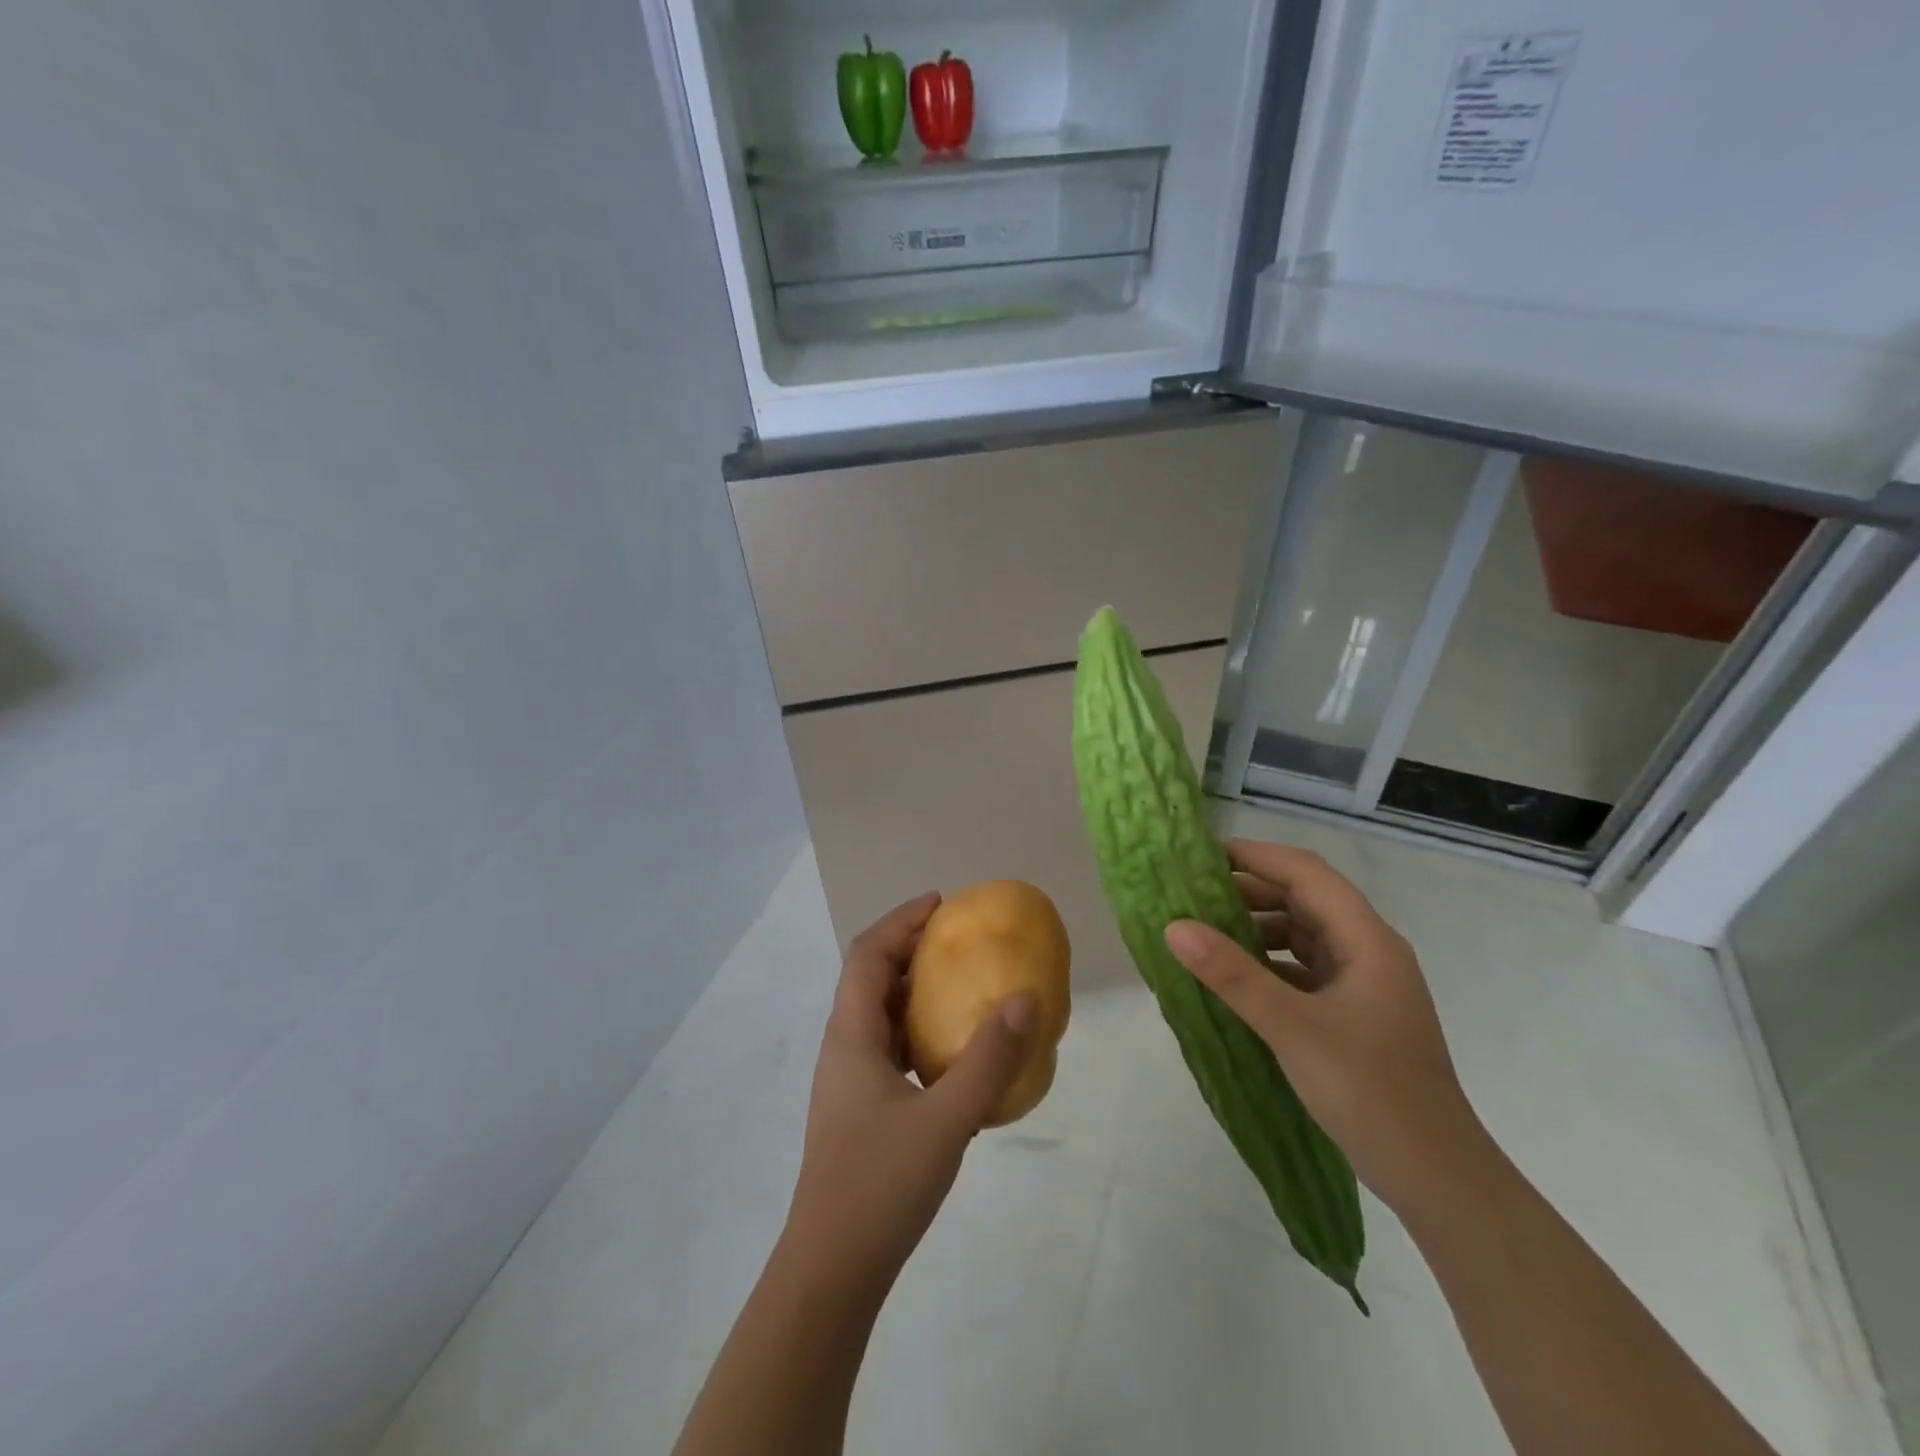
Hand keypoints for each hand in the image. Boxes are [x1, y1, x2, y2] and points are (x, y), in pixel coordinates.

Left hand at [782, 892, 1035, 1299]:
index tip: (940, 904)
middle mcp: (844, 1047)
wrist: (832, 1269)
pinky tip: (949, 1050)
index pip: (867, 954)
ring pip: (878, 1013)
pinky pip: (887, 1046)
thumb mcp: (946, 1119)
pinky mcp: (860, 1107)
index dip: (900, 921)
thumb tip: (1024, 999)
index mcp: (852, 1036)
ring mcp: (849, 1080)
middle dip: (909, 947)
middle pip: (870, 977)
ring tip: (958, 983)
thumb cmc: (881, 1185)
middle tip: (955, 937)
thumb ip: (988, 1060)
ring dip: (912, 988)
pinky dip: (916, 1029)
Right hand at [1164, 840, 1487, 1211]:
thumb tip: (1174, 926)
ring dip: (1256, 928)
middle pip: (1304, 899)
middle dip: (1248, 891)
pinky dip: (1268, 963)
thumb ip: (1232, 974)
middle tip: (1191, 894)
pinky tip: (1234, 977)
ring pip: (1303, 935)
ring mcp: (1364, 984)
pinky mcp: (1354, 1014)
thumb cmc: (1370, 1092)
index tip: (1201, 856)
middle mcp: (1368, 951)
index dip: (1255, 856)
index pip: (1306, 873)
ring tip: (1204, 932)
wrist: (1437, 1178)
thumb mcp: (1292, 1028)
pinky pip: (1303, 969)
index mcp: (1366, 940)